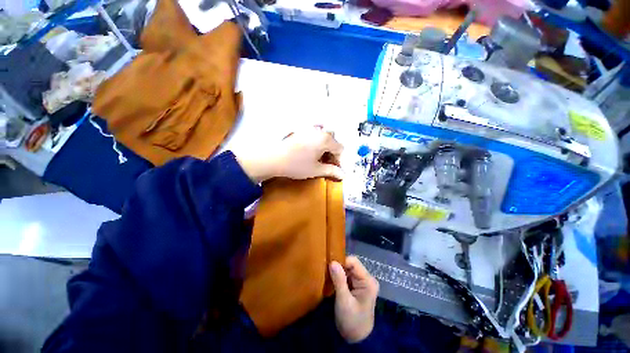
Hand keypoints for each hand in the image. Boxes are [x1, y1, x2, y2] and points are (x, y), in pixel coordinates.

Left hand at [235, 127, 343, 182]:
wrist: (274, 158)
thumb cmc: (297, 165)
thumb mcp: (316, 170)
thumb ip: (332, 171)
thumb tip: (343, 175)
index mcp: (326, 140)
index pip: (340, 149)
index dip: (340, 161)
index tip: (336, 170)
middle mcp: (320, 131)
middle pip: (333, 142)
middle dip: (333, 154)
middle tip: (327, 165)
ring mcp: (309, 129)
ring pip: (324, 137)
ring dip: (326, 148)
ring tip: (319, 159)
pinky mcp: (301, 130)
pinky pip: (315, 134)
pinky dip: (317, 141)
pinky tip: (312, 150)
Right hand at [329, 256, 378, 342]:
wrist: (356, 339)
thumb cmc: (351, 321)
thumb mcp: (344, 301)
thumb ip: (339, 280)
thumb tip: (332, 262)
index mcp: (368, 281)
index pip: (353, 262)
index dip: (341, 261)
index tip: (328, 266)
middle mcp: (367, 278)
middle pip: (351, 264)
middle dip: (339, 267)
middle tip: (326, 272)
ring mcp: (362, 282)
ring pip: (347, 269)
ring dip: (338, 272)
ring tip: (328, 276)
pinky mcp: (357, 286)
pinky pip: (346, 275)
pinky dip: (339, 277)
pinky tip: (332, 281)